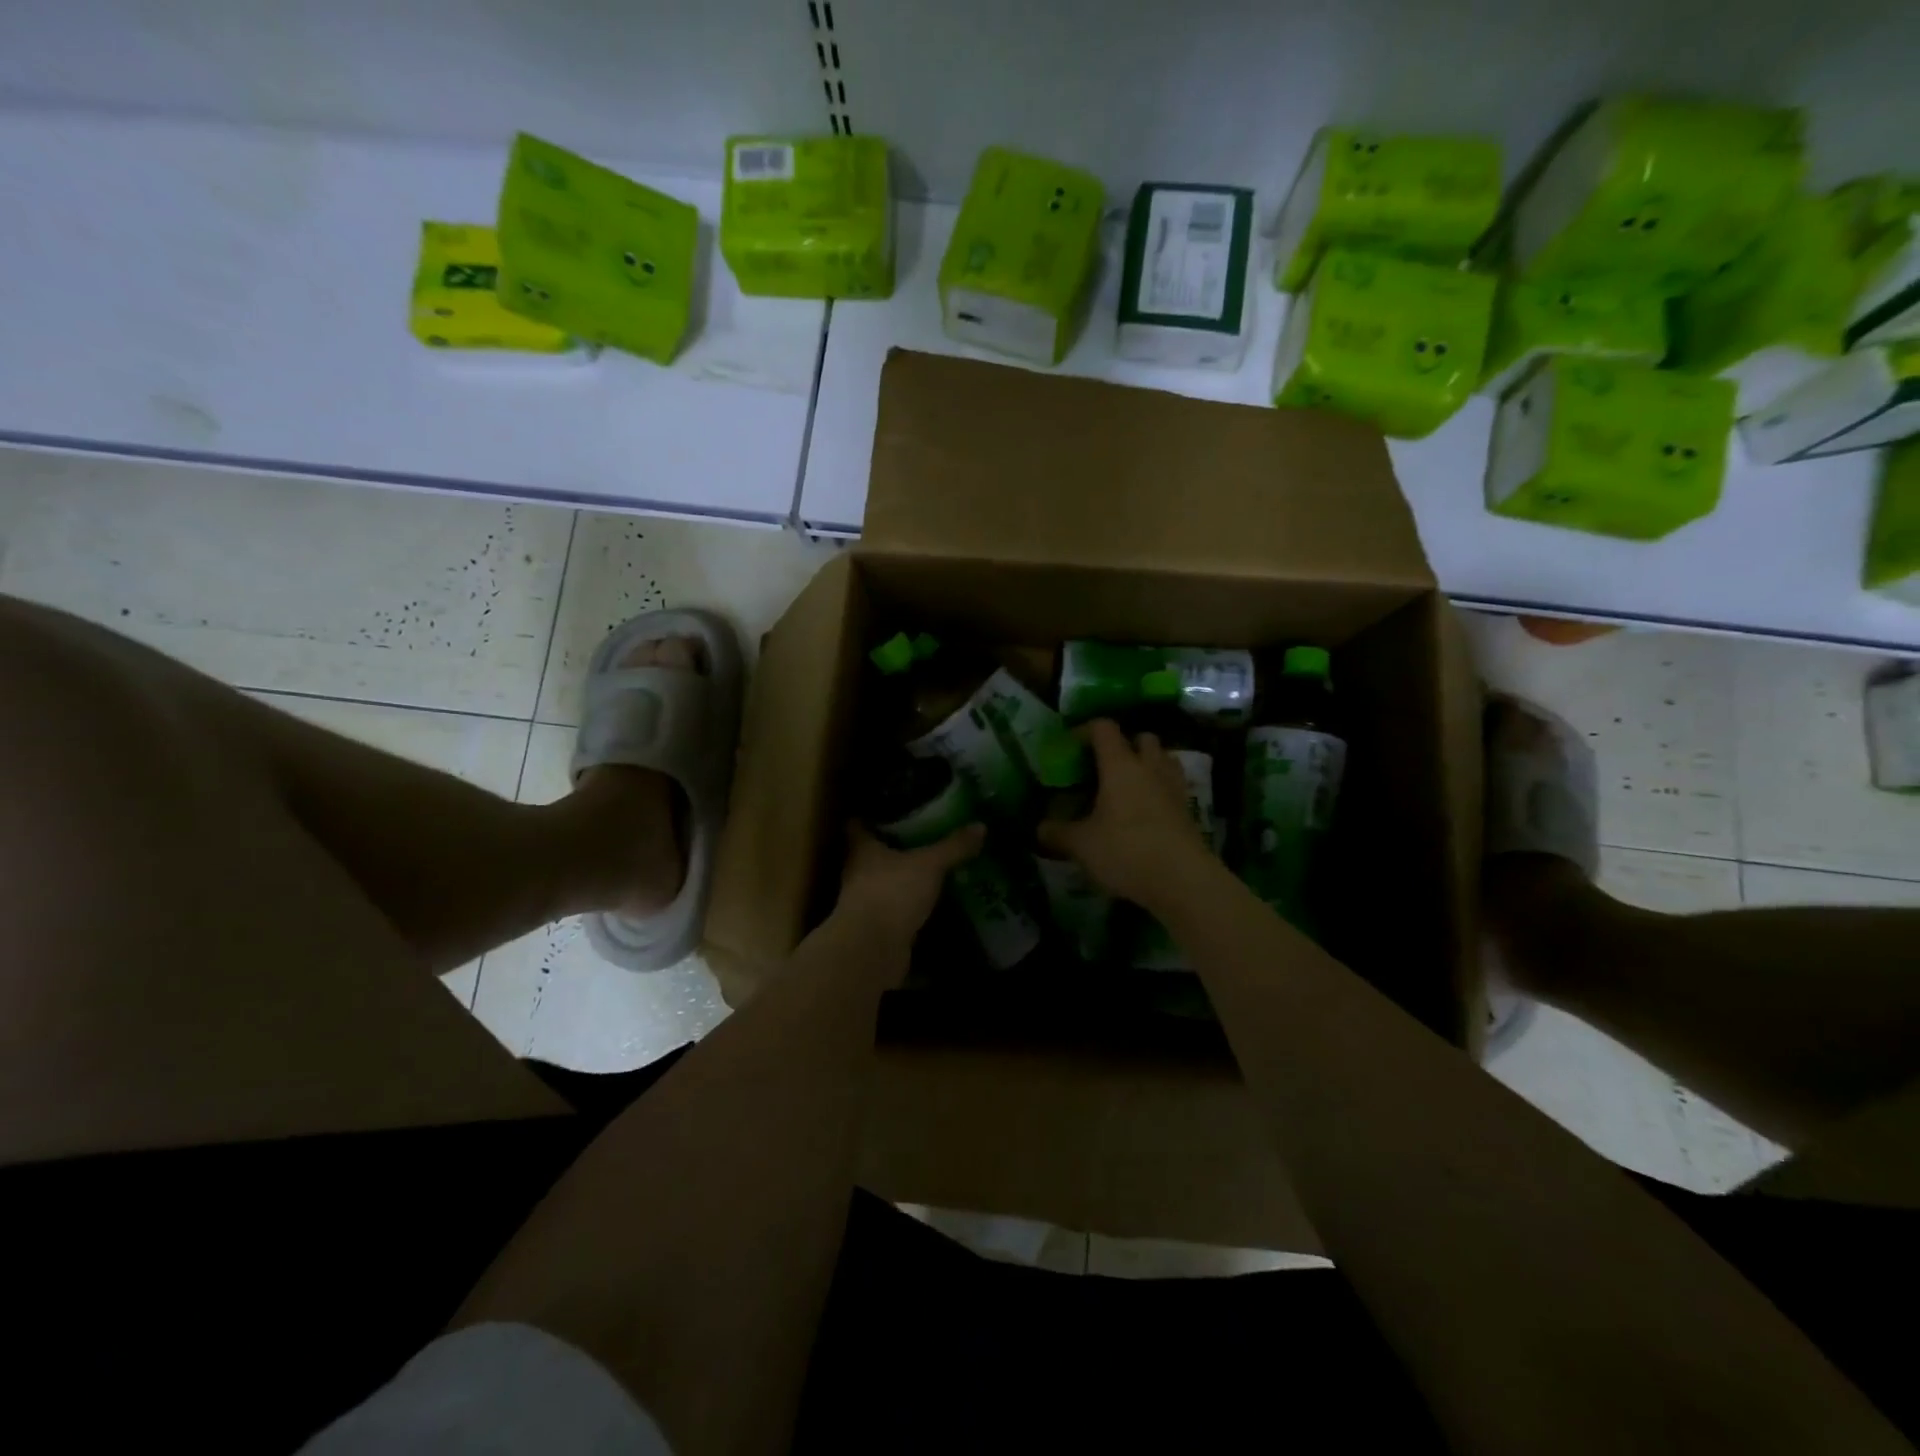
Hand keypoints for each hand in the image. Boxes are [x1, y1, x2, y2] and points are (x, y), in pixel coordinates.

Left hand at [835, 820, 985, 945]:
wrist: (872, 950)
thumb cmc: (892, 893)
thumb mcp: (929, 865)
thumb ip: (953, 847)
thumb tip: (980, 825)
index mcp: (862, 849)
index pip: (858, 825)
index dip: (871, 815)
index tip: (890, 807)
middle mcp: (857, 872)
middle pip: (871, 853)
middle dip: (892, 845)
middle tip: (921, 834)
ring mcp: (865, 902)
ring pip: (883, 882)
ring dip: (901, 877)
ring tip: (930, 867)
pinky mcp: (876, 927)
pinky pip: (894, 908)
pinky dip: (908, 904)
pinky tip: (929, 900)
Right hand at [1037, 719, 1215, 909]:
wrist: (1183, 881)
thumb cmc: (1126, 851)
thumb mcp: (1082, 845)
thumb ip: (1058, 833)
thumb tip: (1039, 829)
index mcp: (1120, 765)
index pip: (1103, 728)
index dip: (1085, 730)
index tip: (1070, 748)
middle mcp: (1150, 767)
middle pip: (1142, 737)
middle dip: (1124, 745)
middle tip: (1104, 767)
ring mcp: (1174, 787)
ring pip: (1163, 759)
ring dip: (1147, 764)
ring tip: (1127, 787)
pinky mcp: (1189, 810)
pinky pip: (1173, 786)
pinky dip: (1159, 790)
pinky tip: (1145, 812)